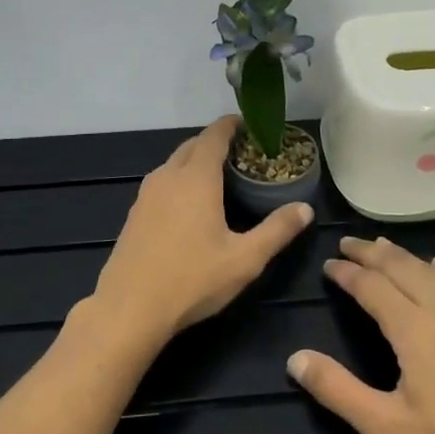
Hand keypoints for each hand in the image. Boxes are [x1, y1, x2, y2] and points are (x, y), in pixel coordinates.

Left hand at [84, 117, 315, 347]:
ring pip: (174, 163)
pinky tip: (191, 205)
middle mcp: (168, 176)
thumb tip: (305, 209)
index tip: (250, 124)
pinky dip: (180, 179)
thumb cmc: (191, 280)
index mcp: (196, 178)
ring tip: (221, 176)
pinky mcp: (135, 213)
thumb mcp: (245, 259)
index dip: (232, 125)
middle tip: (243, 153)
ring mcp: (146, 194)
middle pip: (193, 145)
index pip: (214, 135)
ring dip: (196, 160)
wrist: (129, 309)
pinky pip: (162, 182)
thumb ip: (277, 230)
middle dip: (216, 142)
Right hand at [288, 237, 434, 433]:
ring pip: (432, 269)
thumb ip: (338, 391)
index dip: (347, 272)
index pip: (370, 287)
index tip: (328, 264)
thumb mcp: (387, 427)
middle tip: (348, 242)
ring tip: (385, 246)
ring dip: (404, 255)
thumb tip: (295, 359)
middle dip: (371, 252)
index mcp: (411, 328)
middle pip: (400, 266)